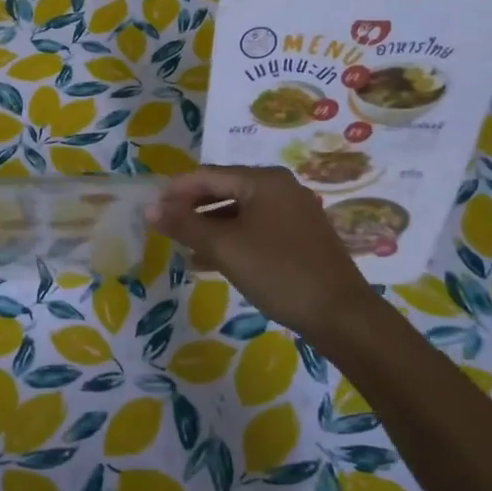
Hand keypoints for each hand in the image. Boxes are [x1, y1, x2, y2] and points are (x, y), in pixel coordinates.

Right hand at [148, 165, 372, 338]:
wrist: (341, 315)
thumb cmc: (278, 272)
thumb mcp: (225, 248)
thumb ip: (185, 225)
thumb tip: (150, 210)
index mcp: (264, 180)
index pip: (207, 175)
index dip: (175, 191)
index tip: (151, 211)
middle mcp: (280, 188)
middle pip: (223, 190)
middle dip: (191, 208)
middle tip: (164, 229)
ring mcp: (293, 213)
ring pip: (238, 212)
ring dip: (208, 227)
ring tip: (181, 246)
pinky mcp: (299, 238)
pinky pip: (254, 229)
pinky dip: (230, 240)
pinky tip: (208, 261)